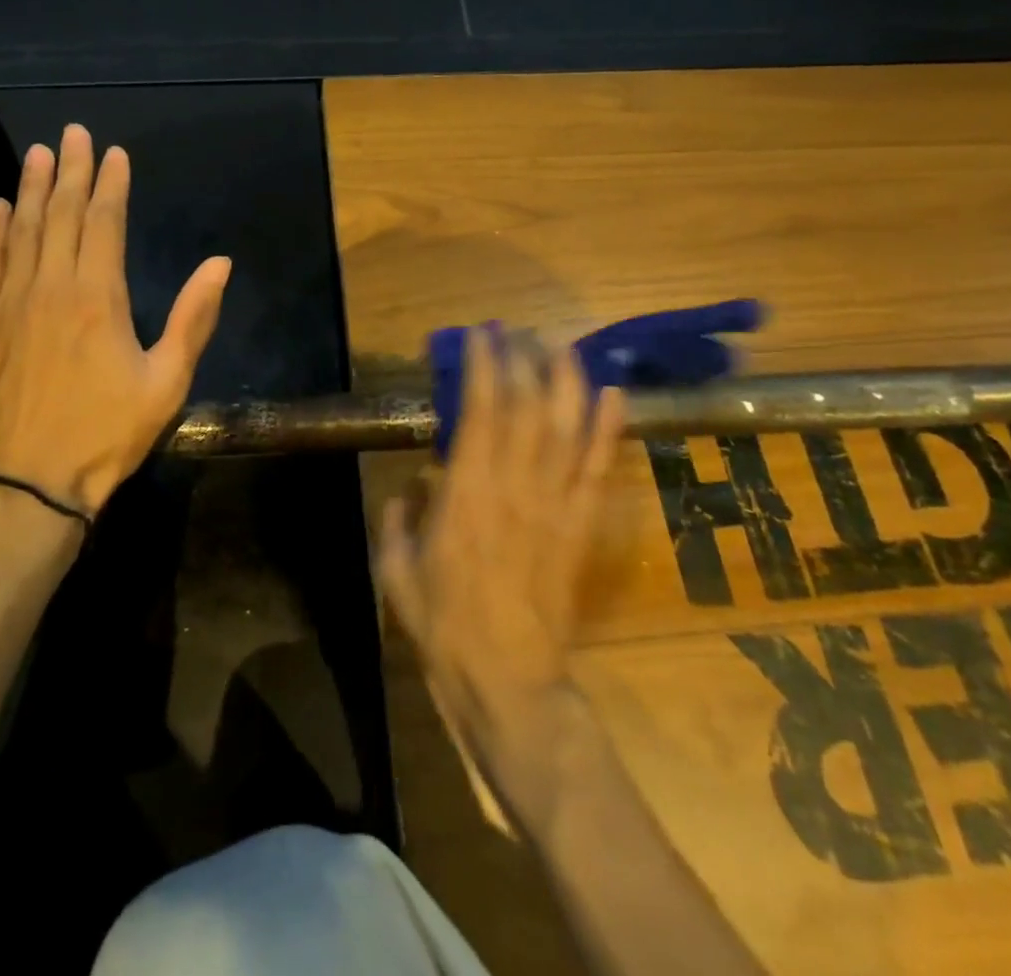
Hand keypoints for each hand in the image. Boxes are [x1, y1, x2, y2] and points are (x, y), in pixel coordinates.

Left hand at [0, 124, 231, 521]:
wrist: (21, 488)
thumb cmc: (103, 436)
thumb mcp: (166, 383)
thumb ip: (194, 318)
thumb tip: (220, 263)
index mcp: (97, 297)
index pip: (103, 223)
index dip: (109, 184)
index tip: (113, 153)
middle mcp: (49, 287)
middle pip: (59, 215)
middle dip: (68, 171)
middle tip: (71, 132)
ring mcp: (6, 305)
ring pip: (19, 231)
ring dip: (28, 189)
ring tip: (36, 154)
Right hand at [376, 327, 624, 827]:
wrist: (509, 680)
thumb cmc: (445, 625)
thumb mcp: (396, 572)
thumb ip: (397, 521)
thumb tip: (408, 487)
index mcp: (466, 493)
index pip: (480, 412)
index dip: (484, 368)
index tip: (481, 336)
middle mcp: (514, 487)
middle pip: (526, 409)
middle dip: (523, 361)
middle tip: (518, 330)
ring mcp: (555, 505)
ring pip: (566, 429)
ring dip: (566, 381)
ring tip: (562, 345)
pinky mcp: (581, 527)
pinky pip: (598, 470)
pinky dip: (607, 430)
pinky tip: (613, 395)